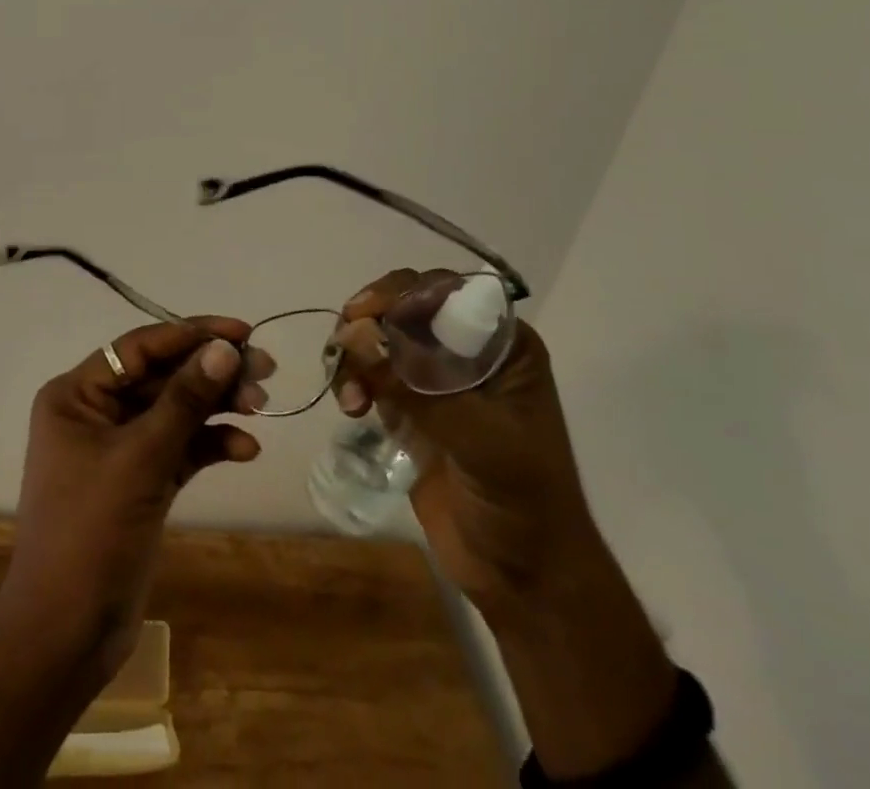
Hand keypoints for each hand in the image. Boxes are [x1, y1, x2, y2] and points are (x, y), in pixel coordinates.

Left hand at [0, 317, 264, 673]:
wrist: (66, 635)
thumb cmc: (90, 532)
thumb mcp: (140, 458)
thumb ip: (185, 400)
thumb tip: (225, 349)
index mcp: (77, 394)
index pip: (140, 347)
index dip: (191, 334)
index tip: (241, 332)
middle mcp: (96, 412)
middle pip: (162, 376)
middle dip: (211, 372)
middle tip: (264, 369)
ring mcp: (120, 448)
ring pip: (176, 411)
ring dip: (216, 406)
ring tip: (262, 407)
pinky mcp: (141, 481)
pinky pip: (181, 448)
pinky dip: (211, 444)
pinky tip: (245, 449)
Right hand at [332, 269, 602, 611]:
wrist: (524, 579)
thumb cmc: (523, 502)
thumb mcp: (480, 439)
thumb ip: (417, 386)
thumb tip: (354, 333)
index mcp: (502, 346)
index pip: (444, 291)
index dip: (399, 293)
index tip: (361, 313)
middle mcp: (467, 351)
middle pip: (404, 307)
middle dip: (369, 322)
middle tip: (344, 346)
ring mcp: (436, 379)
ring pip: (380, 337)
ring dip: (356, 354)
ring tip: (350, 398)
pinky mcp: (409, 407)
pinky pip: (370, 373)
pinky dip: (352, 380)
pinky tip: (350, 408)